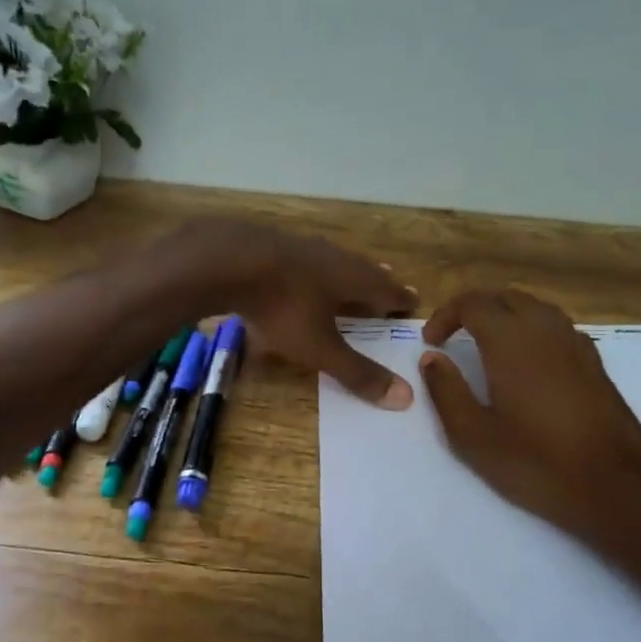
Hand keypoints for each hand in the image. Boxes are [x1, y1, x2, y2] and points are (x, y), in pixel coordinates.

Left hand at [164, 219, 417, 406]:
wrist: (226, 260)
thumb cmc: (283, 307)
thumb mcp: (320, 348)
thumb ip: (357, 372)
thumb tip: (406, 398)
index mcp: (354, 279)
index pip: (388, 290)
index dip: (400, 298)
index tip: (414, 299)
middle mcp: (333, 257)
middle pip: (362, 269)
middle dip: (375, 278)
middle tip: (389, 278)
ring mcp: (300, 246)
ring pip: (330, 260)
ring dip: (342, 270)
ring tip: (347, 275)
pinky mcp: (269, 244)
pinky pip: (299, 258)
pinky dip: (308, 268)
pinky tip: (296, 270)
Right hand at [418, 289, 640, 543]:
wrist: (615, 485)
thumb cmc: (536, 462)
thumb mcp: (473, 436)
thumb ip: (446, 391)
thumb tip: (431, 359)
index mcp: (511, 341)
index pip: (473, 303)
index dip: (445, 316)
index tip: (431, 343)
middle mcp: (545, 330)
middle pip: (505, 297)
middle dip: (475, 310)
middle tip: (454, 338)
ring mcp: (576, 344)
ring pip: (535, 308)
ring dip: (505, 317)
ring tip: (486, 348)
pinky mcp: (595, 363)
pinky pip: (557, 328)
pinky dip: (532, 331)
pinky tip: (526, 365)